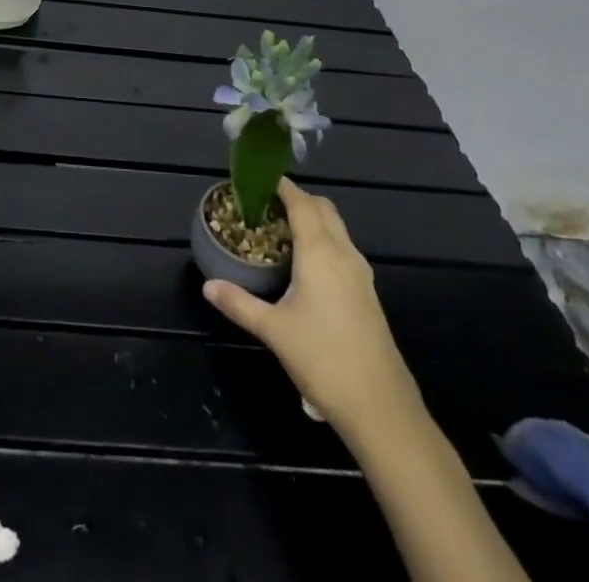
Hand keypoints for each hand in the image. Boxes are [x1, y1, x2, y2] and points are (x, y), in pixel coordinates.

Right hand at [201, 179, 423, 440]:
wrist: (381, 408)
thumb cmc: (323, 360)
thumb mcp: (273, 330)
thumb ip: (239, 303)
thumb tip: (207, 286)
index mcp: (320, 251)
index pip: (301, 202)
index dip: (281, 186)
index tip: (258, 180)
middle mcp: (343, 253)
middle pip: (322, 208)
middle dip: (296, 199)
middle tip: (265, 206)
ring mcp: (361, 273)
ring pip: (336, 228)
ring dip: (312, 219)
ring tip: (281, 232)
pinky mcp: (368, 293)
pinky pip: (343, 249)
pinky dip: (324, 241)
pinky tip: (305, 266)